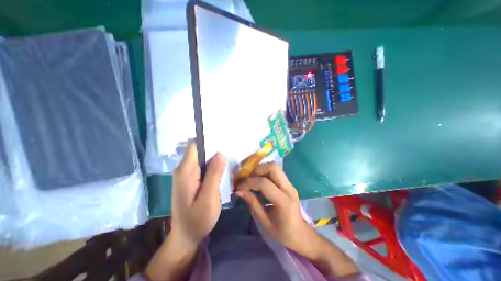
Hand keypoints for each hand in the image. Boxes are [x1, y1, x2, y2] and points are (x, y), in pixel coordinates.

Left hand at [173, 144, 227, 246]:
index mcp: (185, 171)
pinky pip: (202, 166)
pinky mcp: (190, 179)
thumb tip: (221, 153)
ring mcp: (186, 174)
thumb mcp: (209, 196)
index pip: (195, 146)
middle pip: (199, 151)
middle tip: (230, 149)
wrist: (186, 236)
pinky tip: (222, 168)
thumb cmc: (197, 218)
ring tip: (229, 158)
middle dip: (214, 149)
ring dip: (214, 157)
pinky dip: (212, 165)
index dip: (208, 141)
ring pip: (201, 158)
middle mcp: (183, 169)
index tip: (223, 139)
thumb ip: (214, 174)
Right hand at [234, 162, 311, 254]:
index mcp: (284, 202)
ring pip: (274, 167)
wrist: (301, 235)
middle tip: (247, 179)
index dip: (249, 183)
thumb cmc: (283, 234)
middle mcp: (289, 189)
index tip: (239, 187)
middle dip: (257, 170)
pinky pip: (275, 172)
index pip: (264, 183)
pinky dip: (264, 173)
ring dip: (261, 170)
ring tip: (251, 179)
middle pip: (273, 167)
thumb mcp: (264, 222)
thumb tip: (239, 191)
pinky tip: (258, 181)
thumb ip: (252, 203)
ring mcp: (290, 185)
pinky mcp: (288, 184)